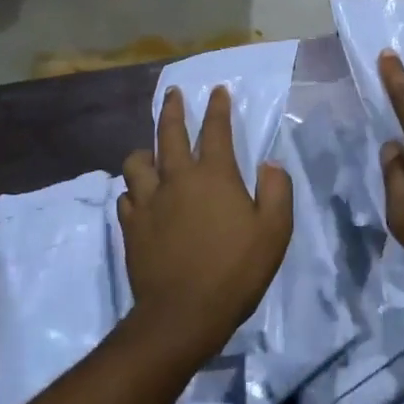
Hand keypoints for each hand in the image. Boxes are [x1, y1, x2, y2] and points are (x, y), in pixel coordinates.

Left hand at [120, 85, 292, 360]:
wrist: (184, 313)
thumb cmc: (235, 270)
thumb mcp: (274, 231)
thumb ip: (276, 190)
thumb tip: (269, 164)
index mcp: (213, 175)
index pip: (215, 130)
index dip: (217, 108)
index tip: (217, 90)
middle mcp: (176, 179)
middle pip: (168, 133)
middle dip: (172, 109)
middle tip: (173, 94)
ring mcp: (148, 202)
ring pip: (136, 162)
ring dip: (145, 151)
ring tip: (150, 151)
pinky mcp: (131, 227)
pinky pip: (126, 197)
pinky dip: (133, 191)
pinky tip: (139, 196)